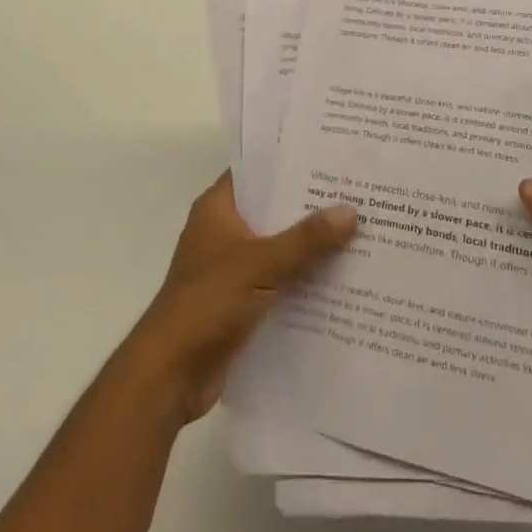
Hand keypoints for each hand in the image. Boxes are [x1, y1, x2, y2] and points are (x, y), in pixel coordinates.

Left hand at [122, 172, 356, 424]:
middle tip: (357, 194)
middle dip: (310, 207)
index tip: (329, 158)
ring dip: (310, 248)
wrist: (170, 374)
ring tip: (360, 233)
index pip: (256, 172)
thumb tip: (350, 210)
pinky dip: (303, 282)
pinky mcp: (240, 303)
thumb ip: (306, 239)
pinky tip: (342, 281)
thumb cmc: (208, 302)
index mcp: (217, 209)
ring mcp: (231, 269)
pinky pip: (279, 282)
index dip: (289, 163)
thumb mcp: (261, 264)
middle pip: (272, 211)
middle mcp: (223, 232)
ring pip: (278, 248)